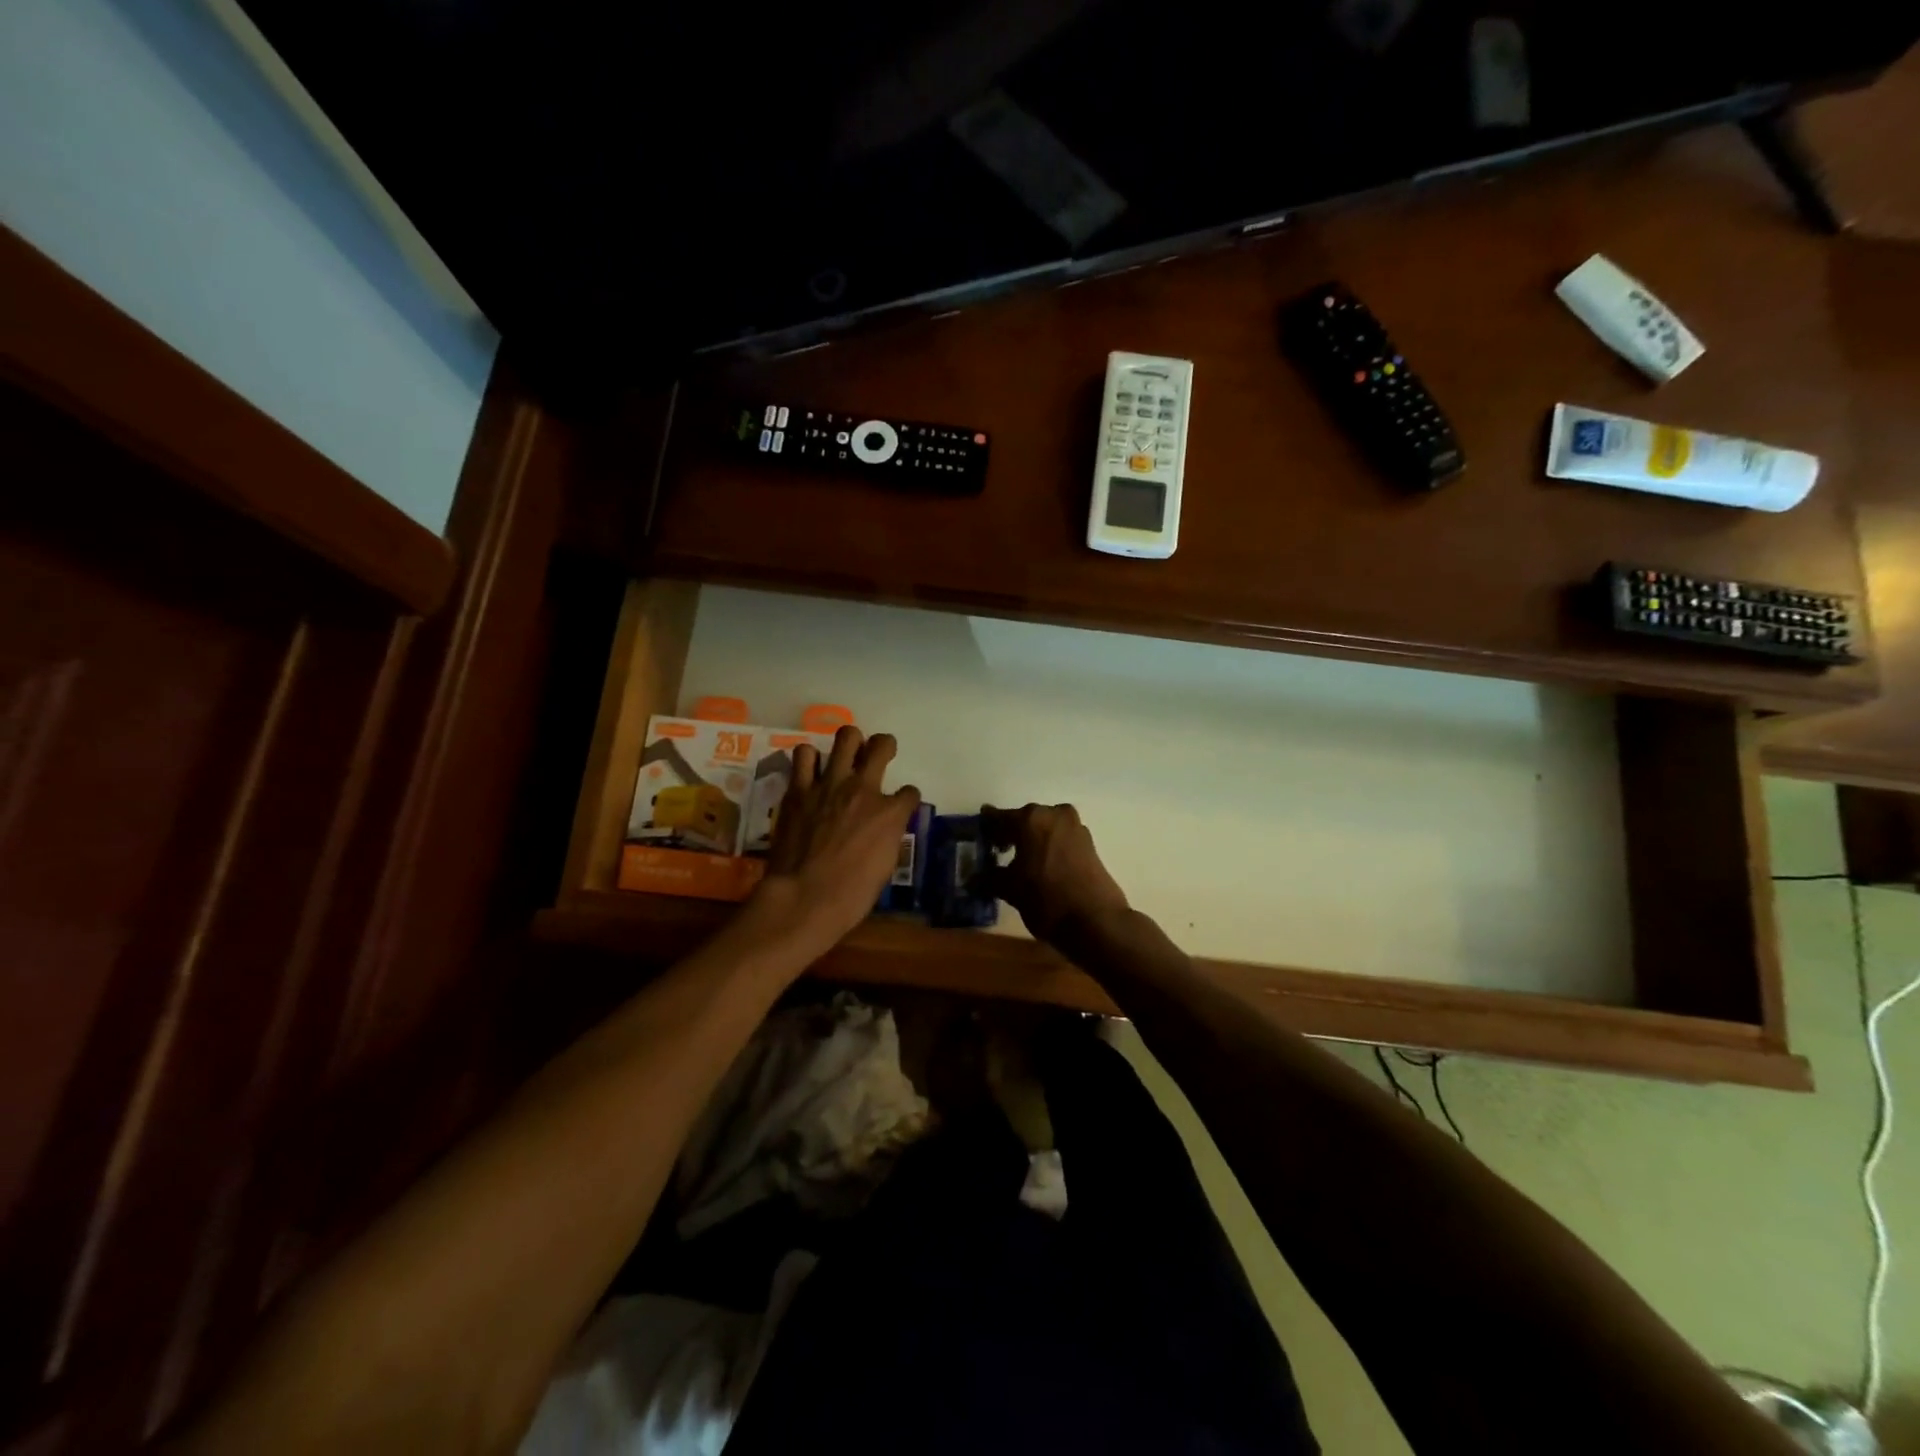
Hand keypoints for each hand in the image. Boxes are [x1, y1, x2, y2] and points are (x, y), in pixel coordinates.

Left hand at [755, 726, 920, 950]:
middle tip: (878, 754)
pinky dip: (809, 759)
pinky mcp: (799, 789)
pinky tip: (810, 771)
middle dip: (884, 746)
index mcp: (890, 812)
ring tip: (843, 757)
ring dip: (848, 744)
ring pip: (845, 737)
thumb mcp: (885, 867)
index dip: (906, 799)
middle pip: (881, 745)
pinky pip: (804, 755)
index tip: (900, 805)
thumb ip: (887, 837)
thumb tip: (885, 829)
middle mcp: (863, 788)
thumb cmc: (851, 894)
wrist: (804, 897)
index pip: (909, 792)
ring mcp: (829, 784)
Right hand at [980, 802, 1129, 944]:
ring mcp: (1076, 827)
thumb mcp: (1010, 889)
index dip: (987, 826)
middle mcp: (1054, 814)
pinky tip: (1041, 865)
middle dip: (1011, 832)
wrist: (1095, 920)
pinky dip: (1049, 846)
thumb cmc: (1045, 899)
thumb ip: (989, 878)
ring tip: (1020, 860)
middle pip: (1025, 819)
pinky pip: (1061, 838)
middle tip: (997, 848)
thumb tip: (972, 879)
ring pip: (1045, 827)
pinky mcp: (1090, 844)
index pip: (1000, 817)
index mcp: (1030, 819)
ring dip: (1032, 838)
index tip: (979, 831)